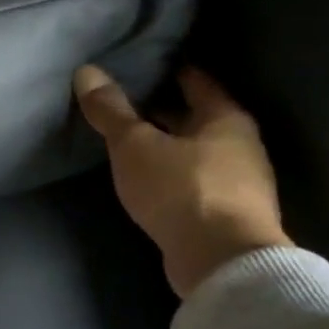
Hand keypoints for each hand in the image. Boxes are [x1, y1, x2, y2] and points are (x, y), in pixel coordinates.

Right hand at [73, 64, 290, 298]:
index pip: (196, 81)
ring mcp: (239, 183)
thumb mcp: (134, 145)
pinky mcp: (228, 214)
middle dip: (164, 108)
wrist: (224, 264)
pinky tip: (146, 176)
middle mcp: (240, 145)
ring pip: (196, 150)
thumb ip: (110, 110)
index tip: (141, 63)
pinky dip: (172, 172)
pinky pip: (194, 179)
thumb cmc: (182, 189)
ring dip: (167, 143)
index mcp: (226, 119)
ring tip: (129, 138)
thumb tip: (87, 71)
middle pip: (197, 117)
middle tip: (125, 99)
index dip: (169, 69)